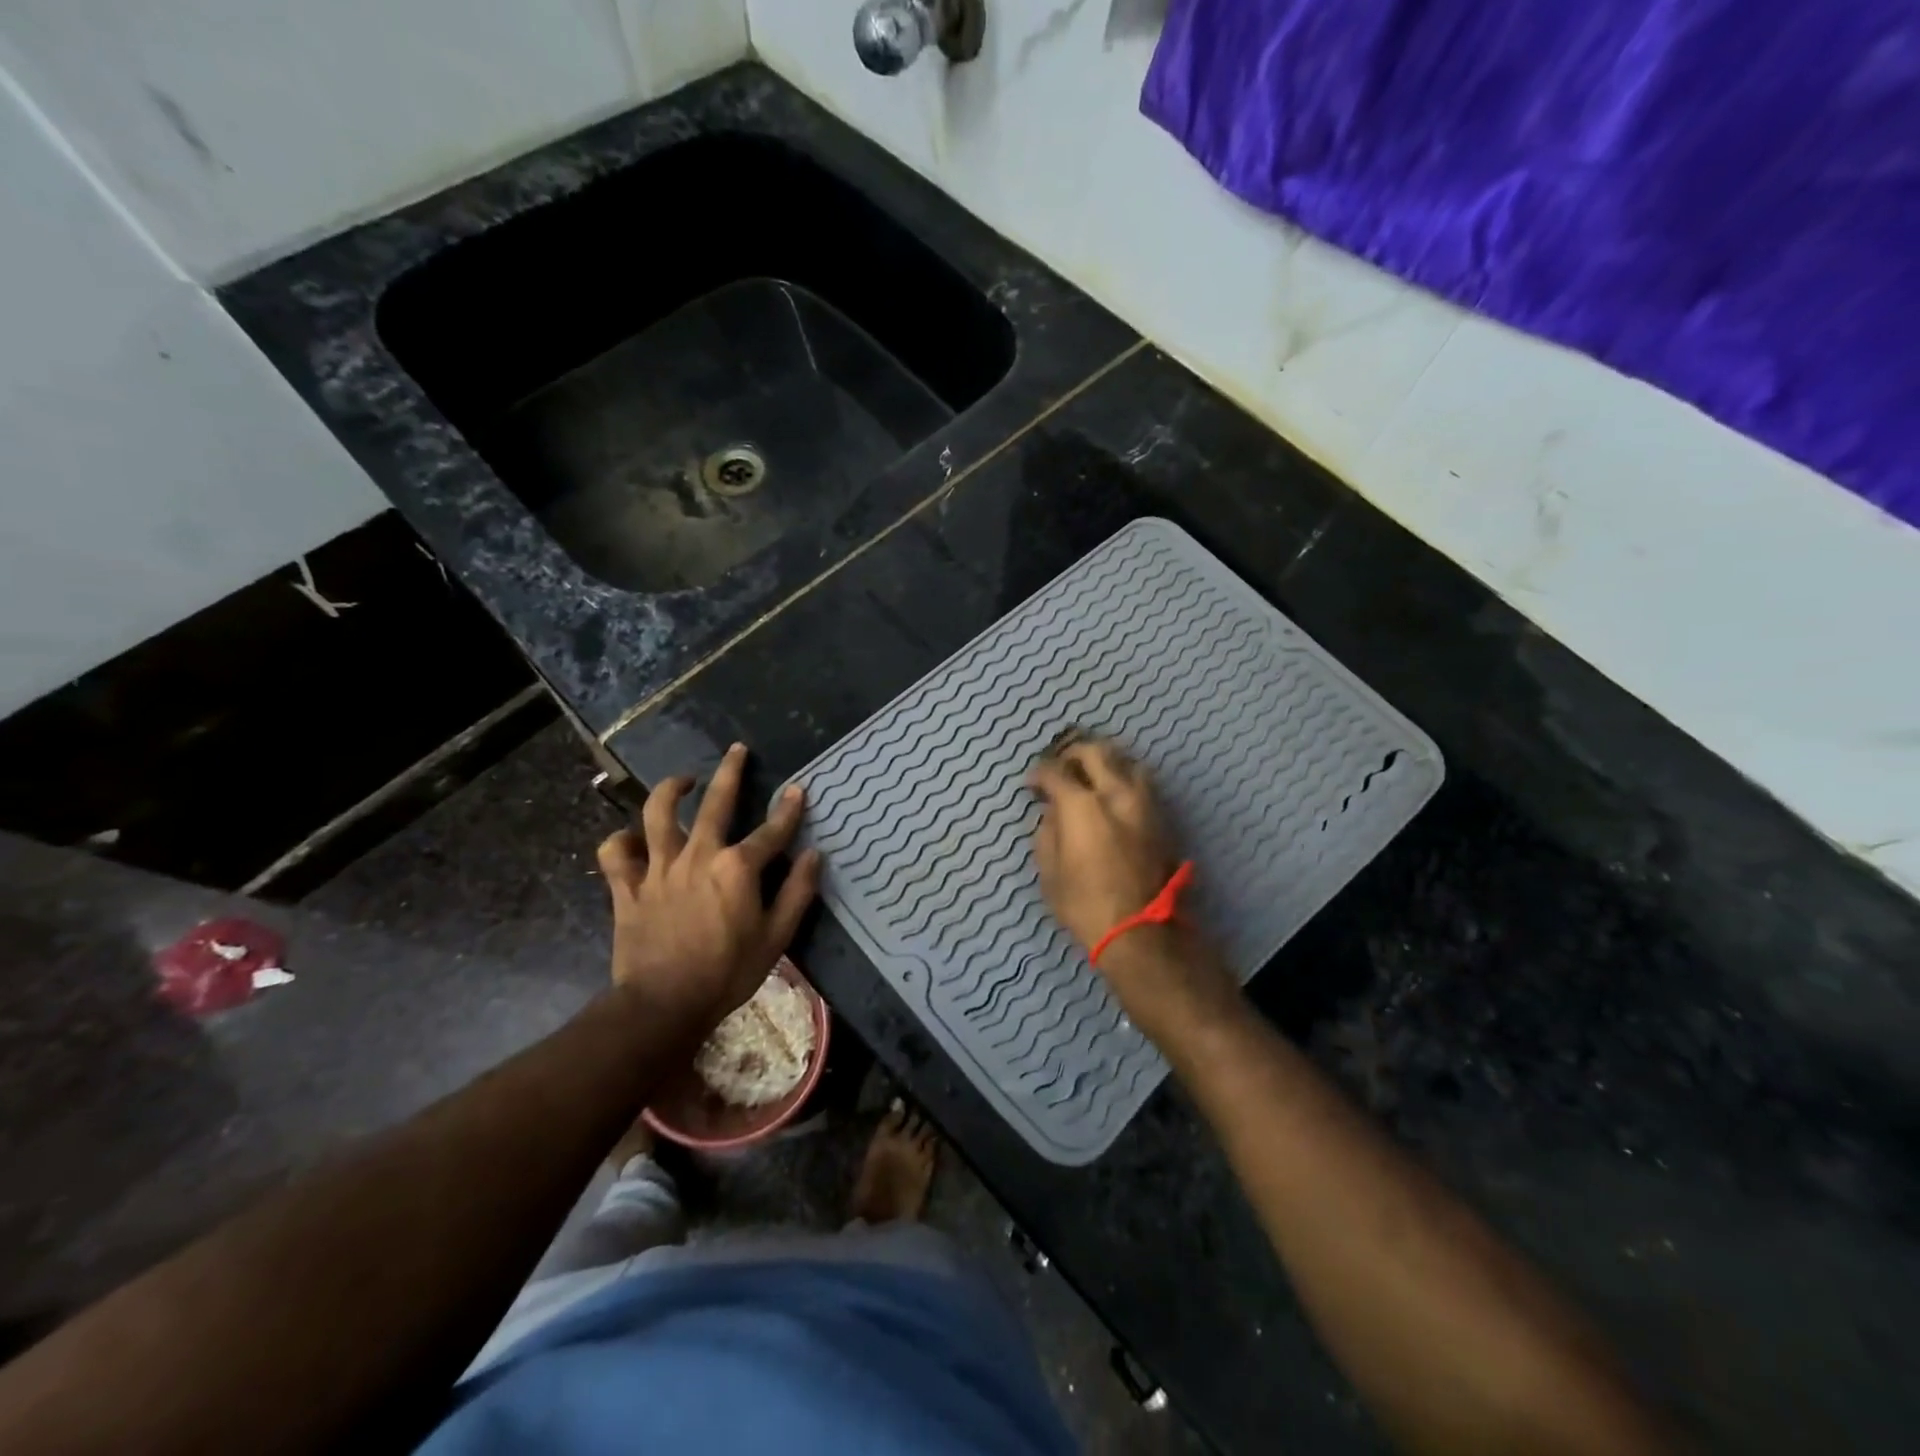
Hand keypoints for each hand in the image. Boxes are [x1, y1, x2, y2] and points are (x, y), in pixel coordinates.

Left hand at [597, 743, 821, 1024]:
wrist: (663, 1005)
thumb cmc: (727, 973)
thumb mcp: (776, 937)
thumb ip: (797, 892)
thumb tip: (813, 855)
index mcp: (737, 868)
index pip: (771, 830)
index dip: (788, 809)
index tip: (797, 790)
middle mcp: (698, 855)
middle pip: (715, 802)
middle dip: (730, 772)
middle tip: (737, 750)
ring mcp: (658, 868)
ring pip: (658, 814)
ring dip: (670, 790)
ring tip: (682, 781)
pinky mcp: (627, 886)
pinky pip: (615, 852)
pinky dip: (621, 840)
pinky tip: (631, 837)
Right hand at [1027, 730, 1180, 953]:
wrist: (1140, 931)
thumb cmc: (1084, 904)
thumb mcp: (1050, 870)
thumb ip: (1047, 831)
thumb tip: (1052, 812)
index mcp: (1082, 805)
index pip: (1055, 771)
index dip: (1039, 774)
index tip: (1032, 784)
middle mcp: (1116, 793)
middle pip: (1095, 752)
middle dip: (1073, 753)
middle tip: (1061, 767)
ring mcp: (1144, 803)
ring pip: (1127, 761)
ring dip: (1106, 762)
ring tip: (1092, 776)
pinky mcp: (1162, 818)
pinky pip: (1142, 783)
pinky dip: (1125, 779)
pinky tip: (1113, 795)